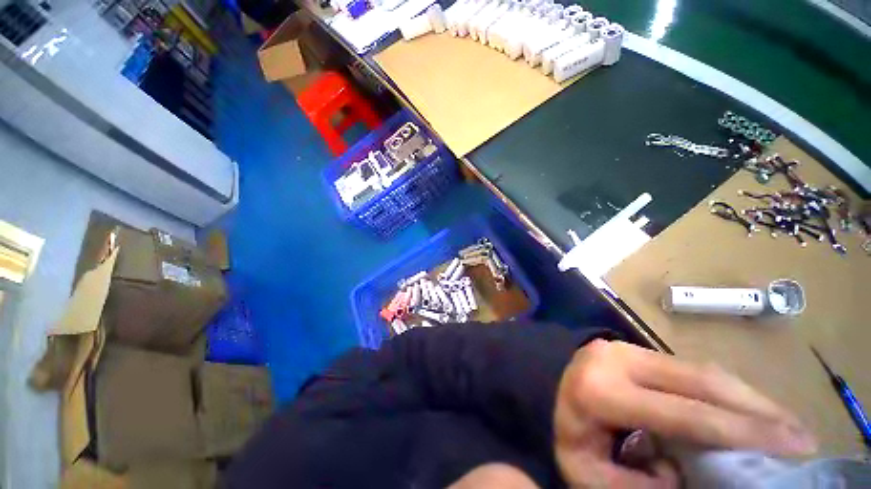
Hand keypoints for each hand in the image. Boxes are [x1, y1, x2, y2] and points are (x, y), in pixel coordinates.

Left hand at [553, 339, 816, 487]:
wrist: (535, 381)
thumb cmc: (556, 428)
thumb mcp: (587, 472)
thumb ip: (639, 484)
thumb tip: (687, 476)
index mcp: (602, 391)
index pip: (688, 414)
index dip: (747, 431)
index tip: (797, 445)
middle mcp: (617, 360)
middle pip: (702, 381)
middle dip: (759, 408)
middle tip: (803, 434)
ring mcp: (623, 347)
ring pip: (697, 369)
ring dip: (744, 396)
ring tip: (782, 423)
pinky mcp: (628, 347)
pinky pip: (684, 367)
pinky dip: (720, 388)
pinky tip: (742, 406)